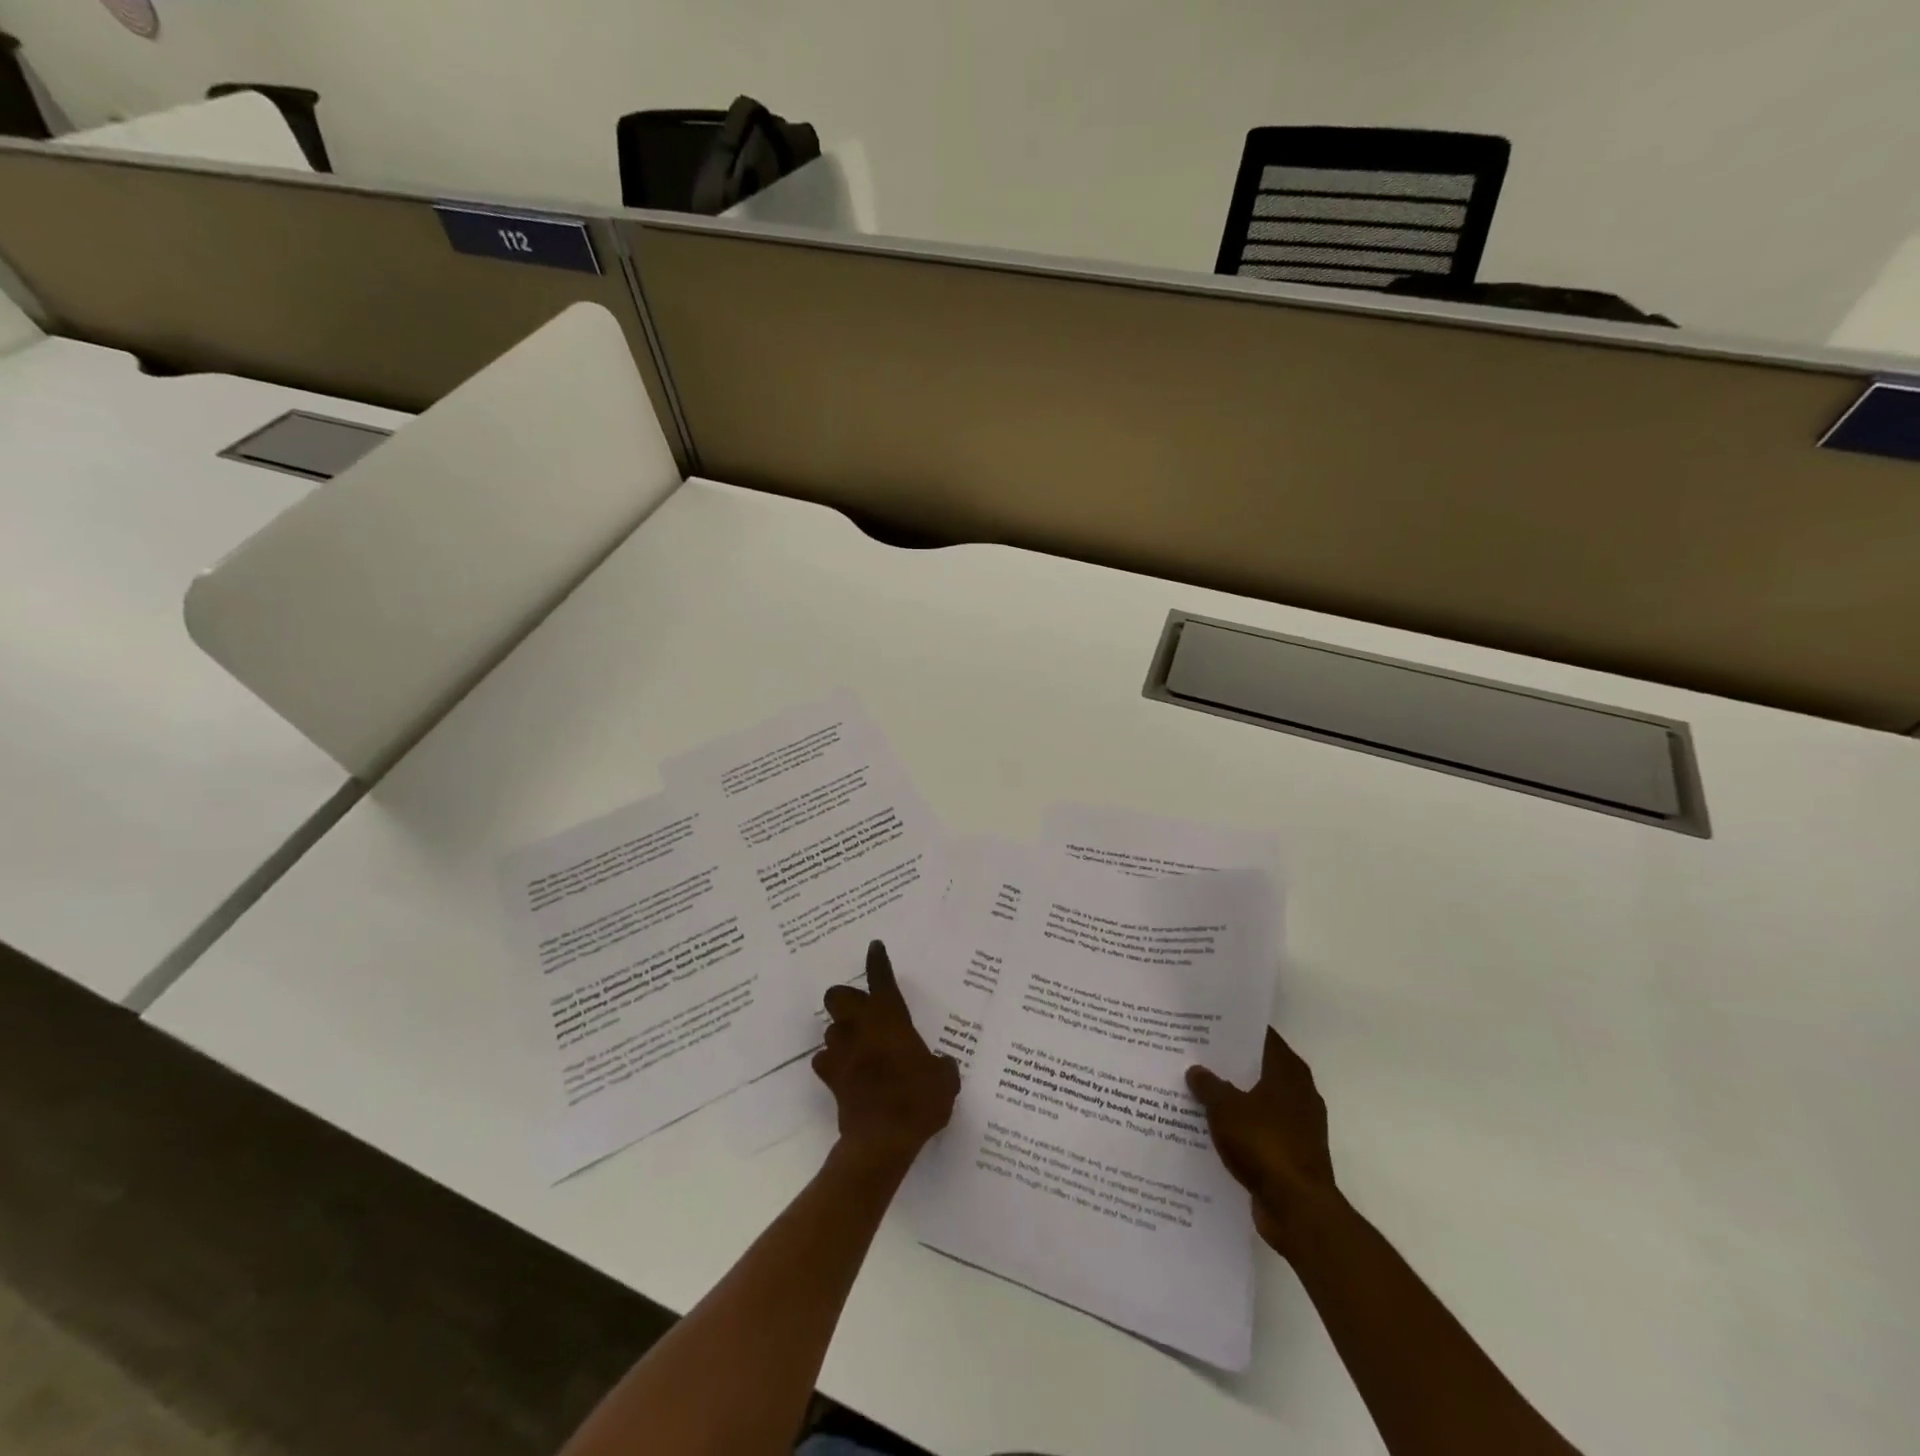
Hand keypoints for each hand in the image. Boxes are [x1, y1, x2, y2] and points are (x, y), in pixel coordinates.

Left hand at [812, 940, 960, 1170]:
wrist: (882, 1140)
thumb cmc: (918, 1100)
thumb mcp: (944, 1080)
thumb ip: (940, 1066)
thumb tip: (939, 1066)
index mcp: (890, 1018)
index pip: (881, 979)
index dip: (878, 961)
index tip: (875, 946)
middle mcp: (861, 1027)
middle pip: (837, 996)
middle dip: (846, 998)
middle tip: (863, 1010)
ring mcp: (841, 1052)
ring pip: (830, 1028)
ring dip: (842, 1032)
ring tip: (857, 1045)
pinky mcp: (830, 1078)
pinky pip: (825, 1061)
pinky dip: (833, 1062)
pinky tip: (845, 1071)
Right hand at [1188, 1026, 1337, 1255]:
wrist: (1297, 1209)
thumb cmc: (1265, 1145)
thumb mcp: (1226, 1108)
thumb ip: (1209, 1086)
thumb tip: (1196, 1070)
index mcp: (1289, 1073)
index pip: (1263, 1037)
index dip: (1237, 1029)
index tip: (1210, 1023)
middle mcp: (1299, 1094)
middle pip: (1259, 1069)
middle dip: (1230, 1064)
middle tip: (1196, 1053)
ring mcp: (1298, 1126)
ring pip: (1258, 1101)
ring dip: (1234, 1098)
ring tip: (1198, 1089)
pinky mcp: (1291, 1154)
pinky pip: (1259, 1130)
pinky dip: (1240, 1127)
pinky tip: (1211, 1127)